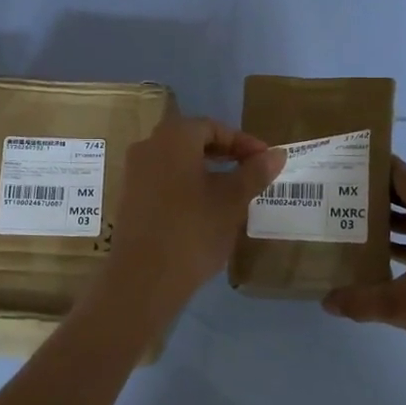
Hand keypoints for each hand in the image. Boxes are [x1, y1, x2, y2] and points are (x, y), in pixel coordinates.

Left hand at [96, 115, 284, 325]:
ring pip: (176, 162)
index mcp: (173, 137)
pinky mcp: (128, 198)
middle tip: (250, 172)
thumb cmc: (193, 230)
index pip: (213, 127)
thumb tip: (277, 154)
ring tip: (231, 193)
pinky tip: (203, 210)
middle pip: (192, 140)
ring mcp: (133, 173)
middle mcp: (148, 146)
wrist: (144, 277)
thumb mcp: (232, 201)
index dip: (242, 142)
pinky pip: (162, 180)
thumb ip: (255, 173)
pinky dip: (185, 186)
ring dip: (205, 171)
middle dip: (224, 154)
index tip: (264, 160)